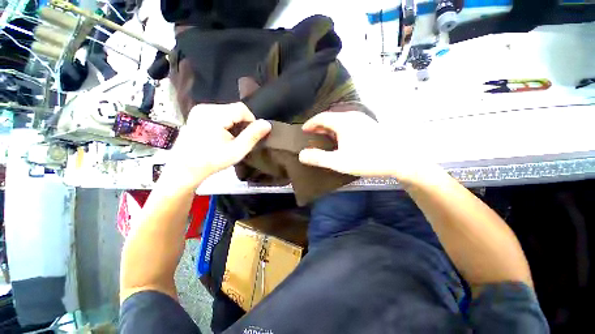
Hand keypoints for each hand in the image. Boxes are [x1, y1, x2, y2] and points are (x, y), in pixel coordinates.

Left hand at [163, 102, 270, 188]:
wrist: (185, 168)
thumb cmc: (212, 161)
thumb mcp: (237, 150)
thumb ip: (253, 135)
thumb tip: (267, 124)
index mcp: (214, 115)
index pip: (242, 108)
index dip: (251, 121)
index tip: (248, 136)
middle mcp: (205, 107)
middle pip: (234, 109)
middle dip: (241, 123)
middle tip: (239, 140)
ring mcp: (199, 110)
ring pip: (227, 111)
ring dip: (234, 123)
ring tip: (230, 139)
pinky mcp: (196, 114)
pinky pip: (218, 113)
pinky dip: (225, 123)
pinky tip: (221, 135)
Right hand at [298, 111, 439, 184]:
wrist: (399, 159)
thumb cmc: (367, 159)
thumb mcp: (339, 162)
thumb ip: (319, 158)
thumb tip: (301, 155)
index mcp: (343, 122)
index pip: (322, 117)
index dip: (311, 123)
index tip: (303, 130)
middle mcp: (352, 117)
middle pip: (331, 117)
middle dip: (319, 125)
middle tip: (311, 134)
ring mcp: (362, 120)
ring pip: (340, 120)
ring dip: (329, 127)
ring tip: (323, 136)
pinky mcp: (369, 125)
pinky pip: (348, 123)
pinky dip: (339, 129)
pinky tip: (340, 139)